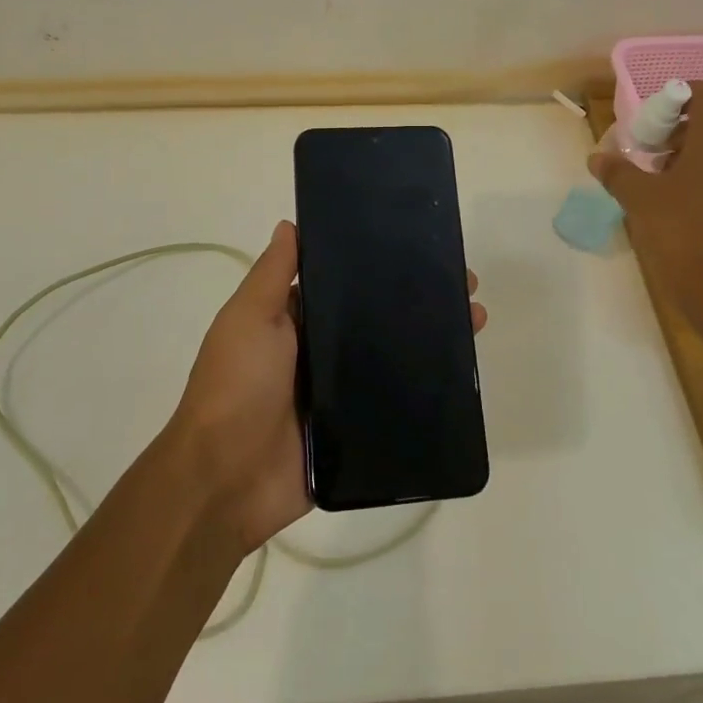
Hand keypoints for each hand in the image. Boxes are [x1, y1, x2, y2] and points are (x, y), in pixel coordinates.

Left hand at [167, 220, 486, 555]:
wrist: (226, 479)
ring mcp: (339, 393)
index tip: (420, 246)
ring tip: (476, 319)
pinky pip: (395, 404)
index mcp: (294, 321)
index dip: (379, 264)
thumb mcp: (248, 317)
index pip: (344, 283)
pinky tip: (464, 372)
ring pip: (392, 358)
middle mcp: (319, 352)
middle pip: (375, 318)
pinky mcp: (355, 431)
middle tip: (465, 284)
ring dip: (432, 339)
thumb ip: (273, 274)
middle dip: (417, 300)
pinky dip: (425, 388)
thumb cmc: (236, 384)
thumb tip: (290, 224)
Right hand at [588, 81, 702, 338]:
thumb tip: (598, 157)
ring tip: (654, 185)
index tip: (651, 118)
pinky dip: (699, 182)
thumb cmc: (682, 236)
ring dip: (684, 159)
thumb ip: (617, 173)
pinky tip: (674, 210)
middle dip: (672, 133)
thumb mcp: (639, 200)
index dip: (678, 95)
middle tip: (643, 154)